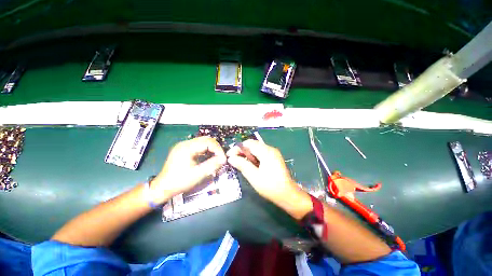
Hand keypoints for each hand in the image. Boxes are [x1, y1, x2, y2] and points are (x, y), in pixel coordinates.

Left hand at [150, 136, 226, 204]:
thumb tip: (224, 159)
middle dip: (216, 148)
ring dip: (212, 148)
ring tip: (217, 157)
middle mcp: (185, 143)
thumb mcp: (197, 175)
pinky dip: (206, 150)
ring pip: (203, 142)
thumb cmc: (179, 182)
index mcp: (187, 148)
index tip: (223, 158)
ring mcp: (184, 146)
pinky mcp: (184, 149)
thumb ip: (212, 165)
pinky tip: (209, 157)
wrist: (162, 187)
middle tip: (221, 157)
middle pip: (206, 139)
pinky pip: (199, 146)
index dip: (218, 149)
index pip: (208, 142)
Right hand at [227, 140, 311, 218]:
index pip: (249, 143)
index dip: (237, 148)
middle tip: (233, 159)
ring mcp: (273, 153)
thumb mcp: (254, 176)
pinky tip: (250, 163)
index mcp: (266, 152)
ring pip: (256, 148)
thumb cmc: (270, 186)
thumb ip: (242, 165)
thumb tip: (231, 158)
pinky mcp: (274, 157)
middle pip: (253, 144)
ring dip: (247, 153)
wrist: (288, 194)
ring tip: (240, 162)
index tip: (229, 155)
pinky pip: (261, 153)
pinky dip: (253, 156)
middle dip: (242, 150)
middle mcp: (270, 149)